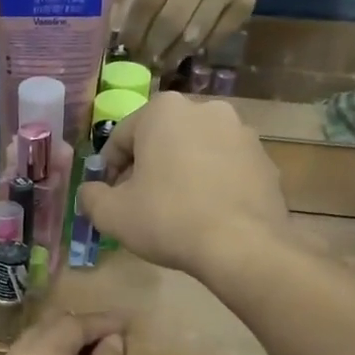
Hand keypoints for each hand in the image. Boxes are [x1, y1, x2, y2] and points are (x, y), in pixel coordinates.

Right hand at [77, 94, 287, 279]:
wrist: (242, 246)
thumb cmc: (168, 220)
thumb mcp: (112, 214)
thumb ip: (91, 196)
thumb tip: (90, 191)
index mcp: (164, 111)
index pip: (122, 137)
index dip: (109, 169)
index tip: (109, 196)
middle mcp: (205, 109)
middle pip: (161, 139)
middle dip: (148, 166)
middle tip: (140, 202)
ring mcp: (241, 132)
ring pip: (196, 150)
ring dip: (181, 172)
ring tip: (175, 210)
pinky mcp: (264, 159)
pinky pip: (225, 167)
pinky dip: (211, 182)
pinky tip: (205, 213)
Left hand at [119, 0, 261, 67]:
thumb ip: (137, 0)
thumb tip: (117, 41)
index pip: (148, 0)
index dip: (134, 31)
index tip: (125, 51)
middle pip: (171, 21)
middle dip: (153, 49)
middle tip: (142, 64)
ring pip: (194, 35)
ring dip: (173, 56)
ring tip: (160, 64)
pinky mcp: (246, 3)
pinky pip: (215, 39)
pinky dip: (197, 51)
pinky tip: (186, 52)